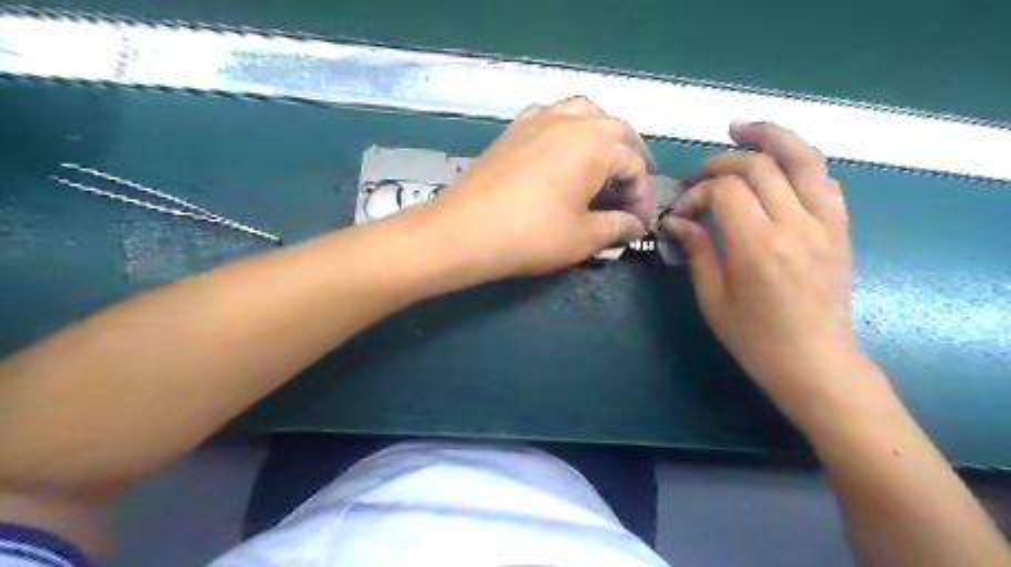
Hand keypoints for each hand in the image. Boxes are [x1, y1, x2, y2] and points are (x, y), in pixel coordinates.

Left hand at [428, 96, 650, 283]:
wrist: (464, 231)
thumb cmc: (530, 236)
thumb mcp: (582, 238)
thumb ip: (616, 227)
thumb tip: (635, 225)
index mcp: (595, 146)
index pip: (633, 163)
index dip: (641, 194)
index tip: (636, 221)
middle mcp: (571, 121)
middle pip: (616, 129)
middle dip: (630, 157)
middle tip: (630, 187)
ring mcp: (539, 120)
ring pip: (584, 112)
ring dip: (602, 134)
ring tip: (603, 161)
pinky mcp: (514, 129)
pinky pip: (551, 115)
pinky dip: (567, 127)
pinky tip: (562, 149)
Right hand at [670, 123, 854, 407]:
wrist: (816, 363)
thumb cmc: (756, 339)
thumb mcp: (713, 298)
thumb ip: (697, 251)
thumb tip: (676, 222)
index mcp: (759, 246)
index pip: (726, 191)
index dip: (697, 193)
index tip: (680, 213)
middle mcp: (797, 225)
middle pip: (761, 165)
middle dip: (722, 162)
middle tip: (699, 175)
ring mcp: (826, 223)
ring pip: (804, 158)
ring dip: (771, 136)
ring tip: (742, 128)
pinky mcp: (840, 229)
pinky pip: (824, 180)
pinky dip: (799, 163)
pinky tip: (778, 165)